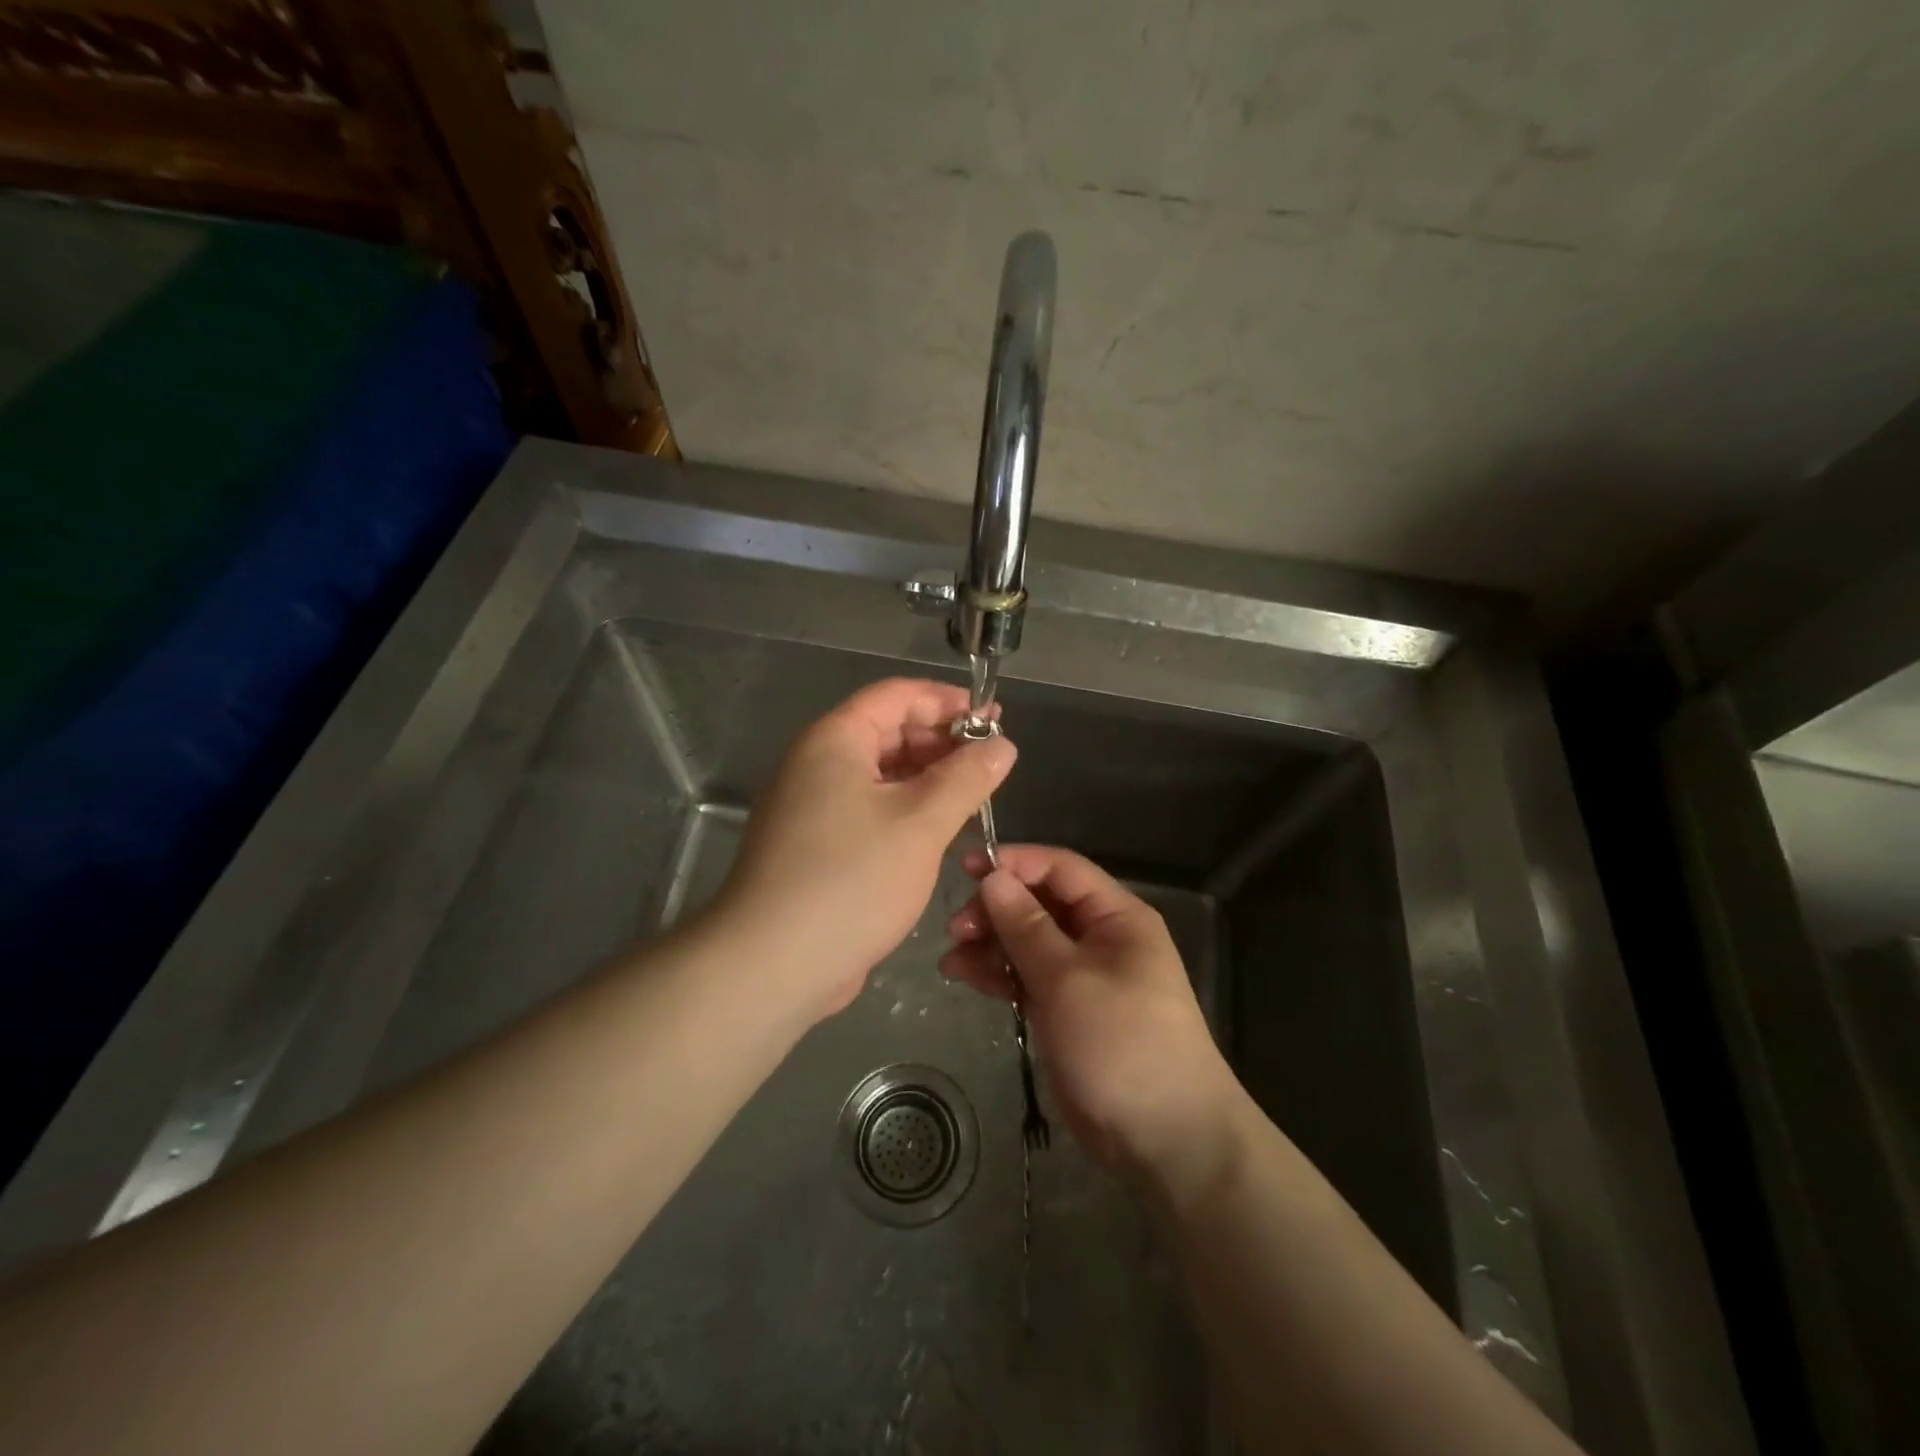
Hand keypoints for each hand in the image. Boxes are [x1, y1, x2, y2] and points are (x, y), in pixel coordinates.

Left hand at [710, 678, 1014, 1022]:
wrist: (772, 964)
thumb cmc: (851, 879)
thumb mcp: (921, 823)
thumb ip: (966, 778)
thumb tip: (1002, 745)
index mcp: (835, 740)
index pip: (897, 695)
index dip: (948, 701)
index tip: (994, 720)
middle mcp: (818, 764)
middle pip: (887, 732)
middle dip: (941, 741)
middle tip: (992, 762)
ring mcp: (813, 807)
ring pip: (880, 775)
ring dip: (927, 778)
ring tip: (975, 795)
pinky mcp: (817, 846)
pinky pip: (869, 809)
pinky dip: (906, 810)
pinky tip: (939, 830)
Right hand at [940, 845, 1241, 1179]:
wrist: (1166, 1139)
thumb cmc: (1122, 1043)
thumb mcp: (1068, 979)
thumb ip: (1026, 926)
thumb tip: (993, 878)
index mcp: (1116, 917)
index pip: (1061, 869)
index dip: (1015, 863)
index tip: (967, 868)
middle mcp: (1101, 938)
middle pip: (1040, 905)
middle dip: (996, 910)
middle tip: (956, 929)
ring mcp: (1083, 977)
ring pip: (1028, 943)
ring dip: (990, 944)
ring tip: (951, 959)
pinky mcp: (1067, 1011)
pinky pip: (1027, 978)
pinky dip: (998, 975)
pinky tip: (964, 977)